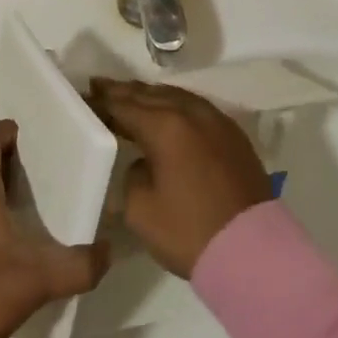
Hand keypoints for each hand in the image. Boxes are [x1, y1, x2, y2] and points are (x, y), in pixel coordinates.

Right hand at [90, 79, 271, 278]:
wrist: (252, 250)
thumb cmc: (190, 231)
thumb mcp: (141, 210)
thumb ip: (132, 175)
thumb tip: (142, 162)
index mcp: (164, 127)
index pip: (124, 105)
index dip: (102, 101)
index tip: (85, 96)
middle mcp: (190, 113)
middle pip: (149, 94)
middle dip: (123, 91)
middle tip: (99, 86)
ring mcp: (216, 120)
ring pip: (175, 96)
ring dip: (149, 95)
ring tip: (129, 95)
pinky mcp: (232, 134)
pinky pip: (195, 107)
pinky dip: (174, 104)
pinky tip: (167, 112)